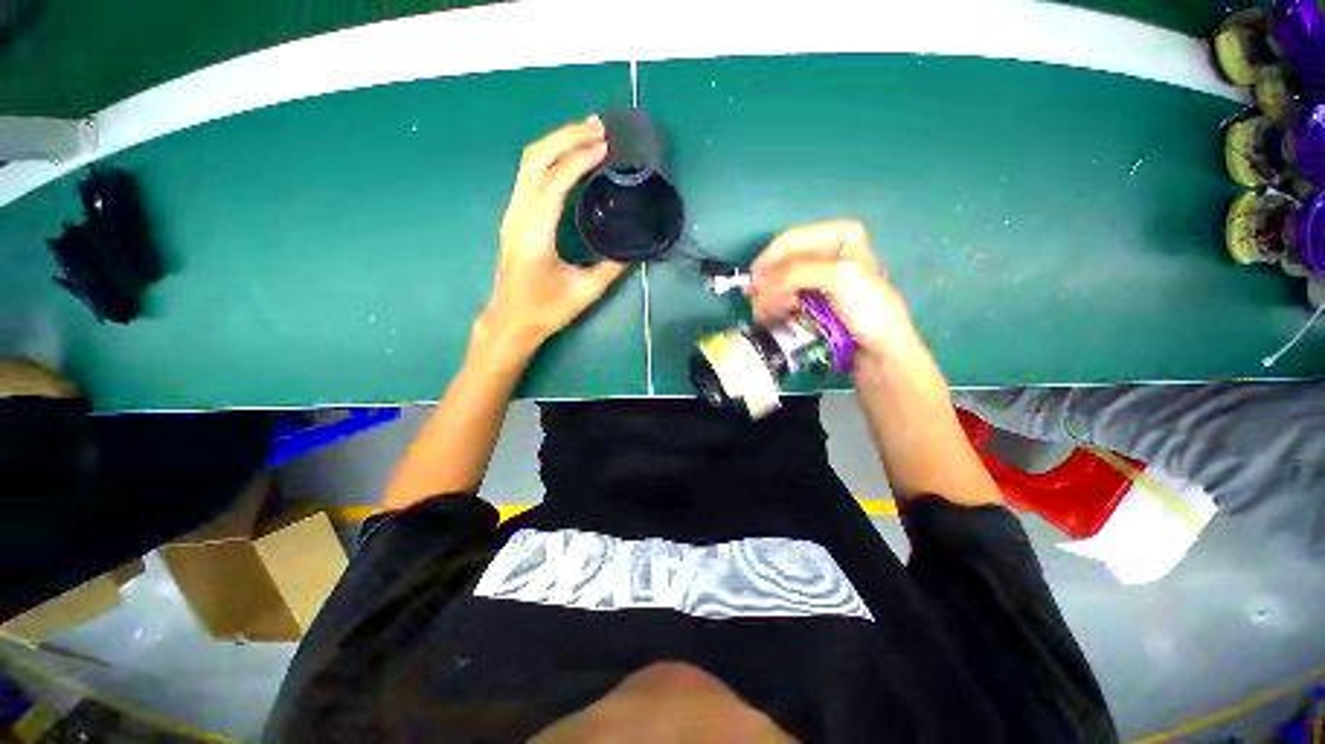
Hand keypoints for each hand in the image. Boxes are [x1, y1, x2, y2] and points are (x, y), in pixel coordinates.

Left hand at [479, 117, 628, 351]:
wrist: (510, 321)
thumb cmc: (545, 311)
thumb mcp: (585, 292)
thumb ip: (611, 267)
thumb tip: (634, 247)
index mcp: (534, 233)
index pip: (554, 181)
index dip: (579, 159)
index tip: (606, 147)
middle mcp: (517, 215)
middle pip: (534, 159)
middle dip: (566, 136)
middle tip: (598, 126)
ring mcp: (512, 214)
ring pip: (528, 163)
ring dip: (557, 142)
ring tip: (587, 132)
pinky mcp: (514, 217)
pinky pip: (529, 176)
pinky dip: (550, 158)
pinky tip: (569, 157)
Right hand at [748, 220, 928, 370]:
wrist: (879, 351)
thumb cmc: (867, 310)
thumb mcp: (838, 278)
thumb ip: (797, 272)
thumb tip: (758, 283)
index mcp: (840, 234)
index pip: (790, 241)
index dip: (768, 262)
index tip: (754, 287)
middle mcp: (827, 250)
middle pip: (781, 260)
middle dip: (769, 283)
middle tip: (759, 305)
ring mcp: (817, 276)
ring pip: (778, 279)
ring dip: (769, 297)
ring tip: (770, 315)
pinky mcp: (810, 298)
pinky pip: (782, 296)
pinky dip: (775, 306)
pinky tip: (777, 316)